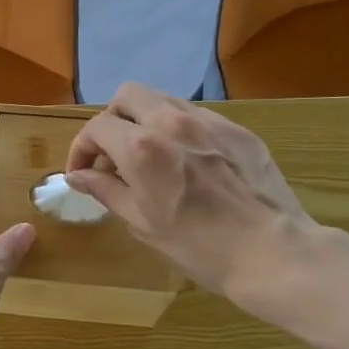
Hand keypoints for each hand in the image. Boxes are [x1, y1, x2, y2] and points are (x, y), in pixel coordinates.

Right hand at [65, 83, 321, 312]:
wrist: (271, 251)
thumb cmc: (198, 246)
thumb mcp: (141, 222)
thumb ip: (105, 190)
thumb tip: (76, 175)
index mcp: (141, 147)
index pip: (96, 128)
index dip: (81, 149)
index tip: (82, 173)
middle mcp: (171, 122)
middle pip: (127, 96)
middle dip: (111, 121)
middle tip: (111, 155)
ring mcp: (208, 122)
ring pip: (163, 101)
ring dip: (144, 122)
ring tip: (148, 158)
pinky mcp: (237, 130)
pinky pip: (196, 117)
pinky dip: (178, 131)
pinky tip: (186, 163)